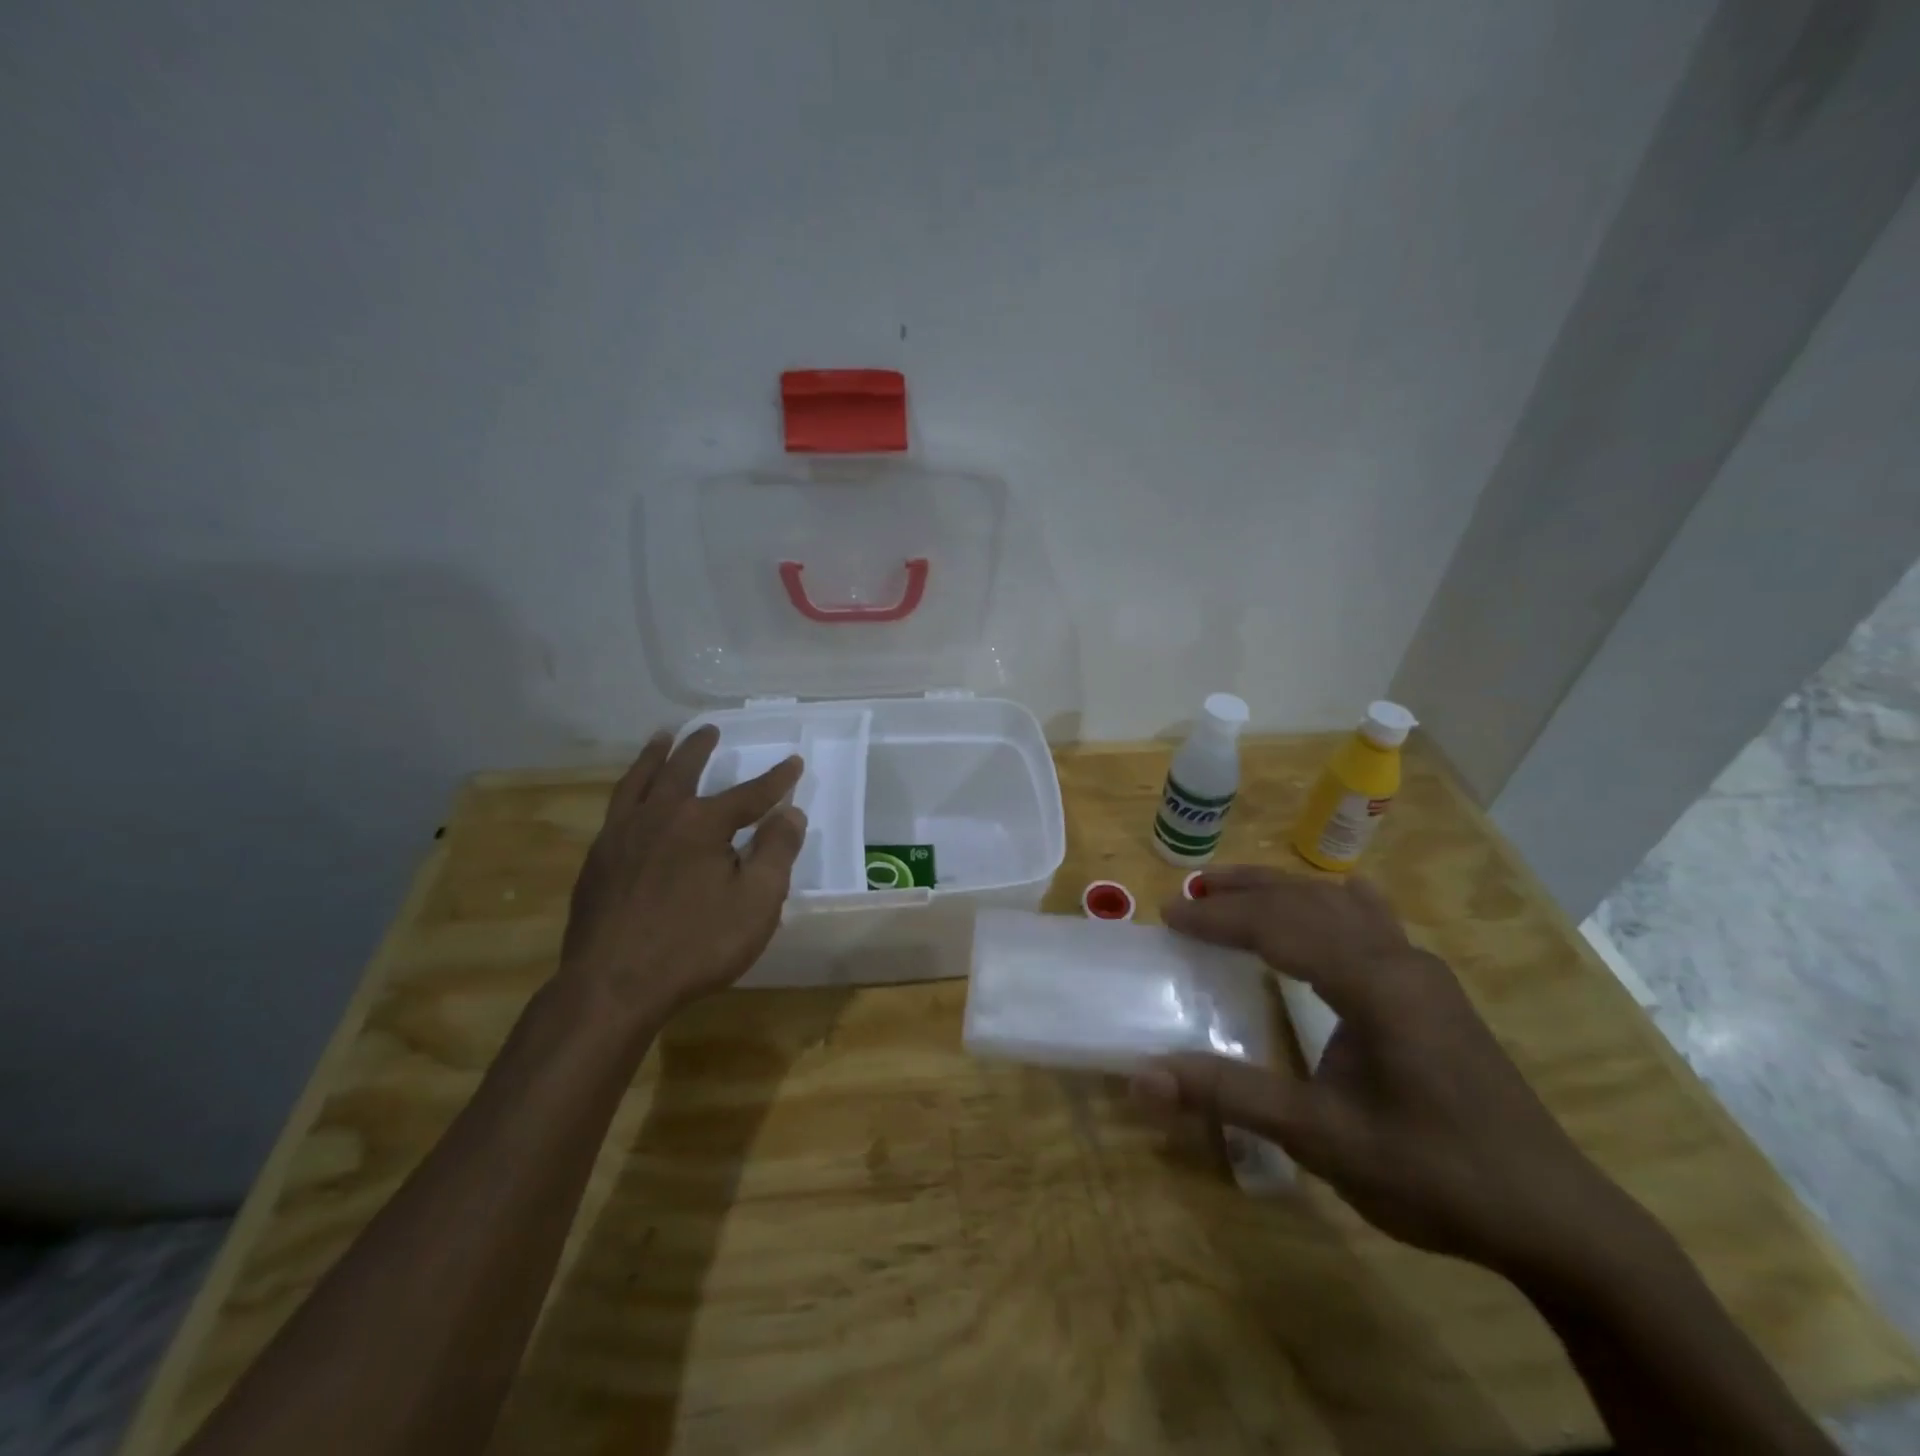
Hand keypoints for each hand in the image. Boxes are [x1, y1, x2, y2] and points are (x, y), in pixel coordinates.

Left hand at [559, 726, 805, 1025]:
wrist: (612, 986)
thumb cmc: (695, 945)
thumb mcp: (756, 902)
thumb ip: (776, 852)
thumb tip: (790, 812)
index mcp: (702, 824)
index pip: (749, 794)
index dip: (776, 779)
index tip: (794, 763)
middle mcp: (659, 816)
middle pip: (682, 770)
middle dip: (700, 748)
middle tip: (709, 729)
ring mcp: (621, 836)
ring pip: (638, 781)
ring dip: (653, 756)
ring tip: (661, 738)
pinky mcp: (597, 861)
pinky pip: (616, 809)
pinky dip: (629, 790)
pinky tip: (631, 800)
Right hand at [1138, 867, 1642, 1278]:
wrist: (1555, 1218)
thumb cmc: (1433, 1175)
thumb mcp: (1322, 1139)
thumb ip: (1230, 1097)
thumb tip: (1142, 1077)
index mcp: (1375, 984)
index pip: (1280, 927)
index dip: (1219, 919)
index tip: (1168, 918)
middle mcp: (1399, 960)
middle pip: (1308, 901)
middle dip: (1243, 893)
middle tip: (1188, 897)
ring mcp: (1422, 972)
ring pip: (1340, 905)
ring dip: (1282, 892)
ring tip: (1232, 891)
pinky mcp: (1433, 991)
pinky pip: (1372, 923)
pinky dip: (1331, 904)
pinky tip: (1334, 898)